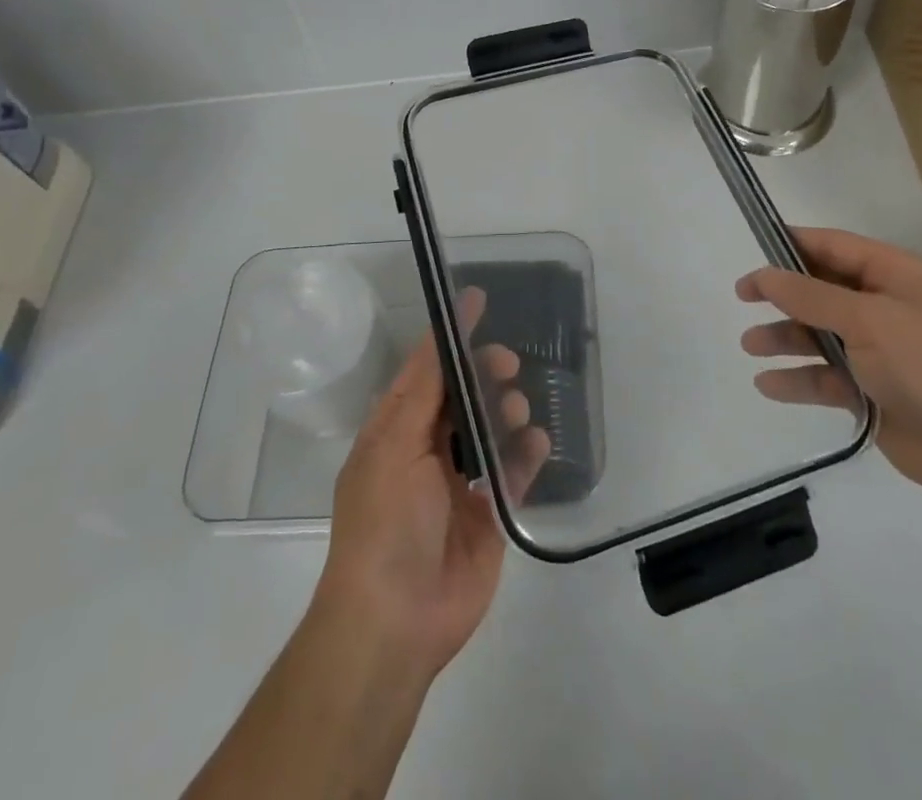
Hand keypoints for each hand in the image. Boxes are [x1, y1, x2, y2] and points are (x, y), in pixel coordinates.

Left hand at [314, 289, 550, 680]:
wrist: (396, 620)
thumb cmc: (385, 522)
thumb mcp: (394, 446)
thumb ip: (422, 391)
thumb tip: (438, 338)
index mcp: (396, 431)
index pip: (426, 369)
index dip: (450, 336)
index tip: (477, 300)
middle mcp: (428, 450)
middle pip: (463, 394)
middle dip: (485, 372)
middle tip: (507, 365)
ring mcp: (460, 482)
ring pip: (492, 427)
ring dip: (507, 408)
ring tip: (517, 408)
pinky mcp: (490, 512)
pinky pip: (514, 470)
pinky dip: (527, 452)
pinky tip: (535, 442)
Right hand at [736, 228, 921, 504]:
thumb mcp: (868, 319)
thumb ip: (811, 296)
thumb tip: (764, 274)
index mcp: (894, 276)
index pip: (834, 247)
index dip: (793, 243)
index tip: (753, 246)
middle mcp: (883, 307)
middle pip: (821, 291)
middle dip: (782, 294)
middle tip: (742, 296)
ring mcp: (877, 351)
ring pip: (818, 335)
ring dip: (784, 338)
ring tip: (751, 345)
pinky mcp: (870, 391)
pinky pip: (824, 378)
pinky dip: (797, 380)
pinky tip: (768, 384)